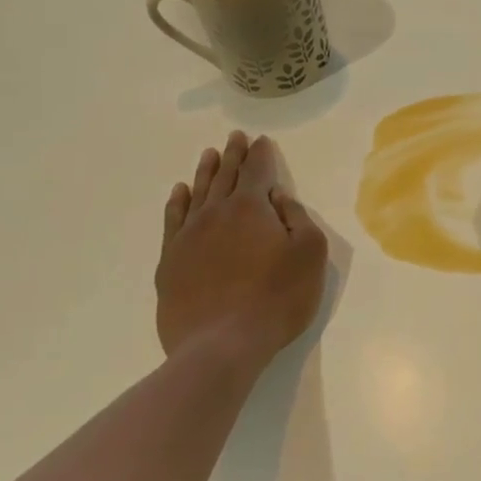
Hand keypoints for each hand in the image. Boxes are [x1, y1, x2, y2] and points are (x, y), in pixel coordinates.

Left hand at [155, 131, 328, 367]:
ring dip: (206, 172)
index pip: (257, 171)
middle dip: (234, 155)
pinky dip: (178, 202)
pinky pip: (174, 220)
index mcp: (251, 208)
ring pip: (198, 193)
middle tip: (235, 137)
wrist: (221, 344)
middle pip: (226, 176)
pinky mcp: (171, 262)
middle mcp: (216, 213)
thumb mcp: (309, 255)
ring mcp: (188, 237)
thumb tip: (278, 197)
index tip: (261, 140)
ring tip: (210, 154)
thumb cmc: (276, 298)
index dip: (261, 154)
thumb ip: (297, 218)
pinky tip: (180, 193)